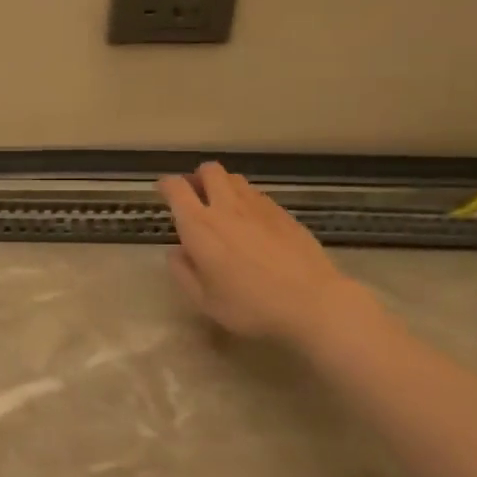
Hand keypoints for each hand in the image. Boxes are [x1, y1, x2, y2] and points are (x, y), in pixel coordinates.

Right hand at [158, 163, 374, 346]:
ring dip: (223, 186)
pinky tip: (253, 223)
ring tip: (224, 208)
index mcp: (199, 226)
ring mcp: (259, 207)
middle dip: (198, 178)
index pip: (176, 188)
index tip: (164, 193)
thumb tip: (177, 252)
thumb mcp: (204, 300)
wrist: (313, 303)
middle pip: (209, 170)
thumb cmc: (250, 306)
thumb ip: (183, 272)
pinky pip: (258, 195)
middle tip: (197, 198)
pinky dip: (247, 200)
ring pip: (235, 179)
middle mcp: (226, 207)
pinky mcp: (284, 214)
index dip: (166, 185)